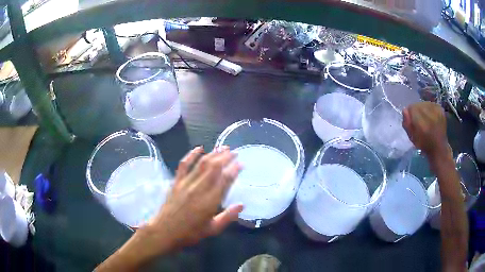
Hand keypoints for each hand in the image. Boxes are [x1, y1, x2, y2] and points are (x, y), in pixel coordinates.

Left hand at [143, 146, 242, 253]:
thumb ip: (228, 217)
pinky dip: (191, 155)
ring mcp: (186, 183)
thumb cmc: (190, 233)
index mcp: (210, 201)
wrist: (165, 231)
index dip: (234, 169)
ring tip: (223, 147)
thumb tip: (241, 205)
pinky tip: (199, 148)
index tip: (241, 163)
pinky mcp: (176, 181)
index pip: (225, 180)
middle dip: (226, 157)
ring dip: (213, 154)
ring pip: (202, 164)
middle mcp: (199, 188)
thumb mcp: (212, 229)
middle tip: (235, 152)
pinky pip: (184, 165)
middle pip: (214, 167)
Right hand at [402, 102, 449, 159]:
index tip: (411, 120)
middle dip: (416, 110)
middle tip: (418, 119)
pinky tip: (431, 115)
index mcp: (422, 125)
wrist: (439, 147)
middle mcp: (430, 116)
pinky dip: (429, 108)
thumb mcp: (412, 137)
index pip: (411, 108)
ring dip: (423, 108)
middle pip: (418, 104)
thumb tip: (405, 110)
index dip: (410, 113)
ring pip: (424, 103)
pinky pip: (431, 103)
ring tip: (425, 117)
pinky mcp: (441, 109)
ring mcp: (437, 112)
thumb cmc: (424, 144)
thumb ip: (407, 124)